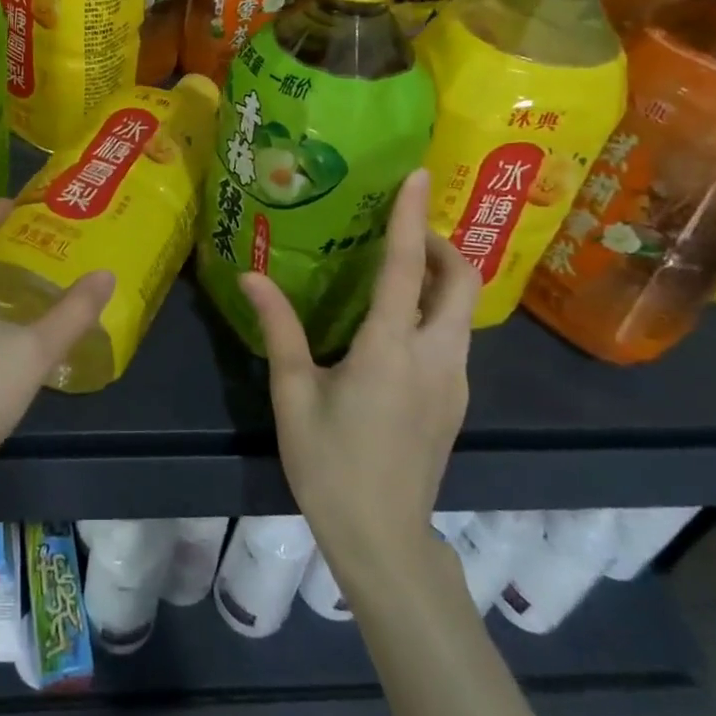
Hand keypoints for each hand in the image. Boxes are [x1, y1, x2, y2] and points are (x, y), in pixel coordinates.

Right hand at [242, 169, 477, 581]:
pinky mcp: (457, 400)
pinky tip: (400, 322)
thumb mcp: (294, 394)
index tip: (418, 173)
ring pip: (463, 310)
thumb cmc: (330, 466)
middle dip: (440, 243)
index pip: (408, 267)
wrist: (383, 542)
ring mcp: (455, 382)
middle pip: (460, 281)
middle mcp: (436, 358)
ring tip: (398, 266)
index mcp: (390, 350)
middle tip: (400, 228)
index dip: (411, 216)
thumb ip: (279, 328)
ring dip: (441, 276)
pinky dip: (438, 309)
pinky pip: (456, 336)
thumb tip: (252, 275)